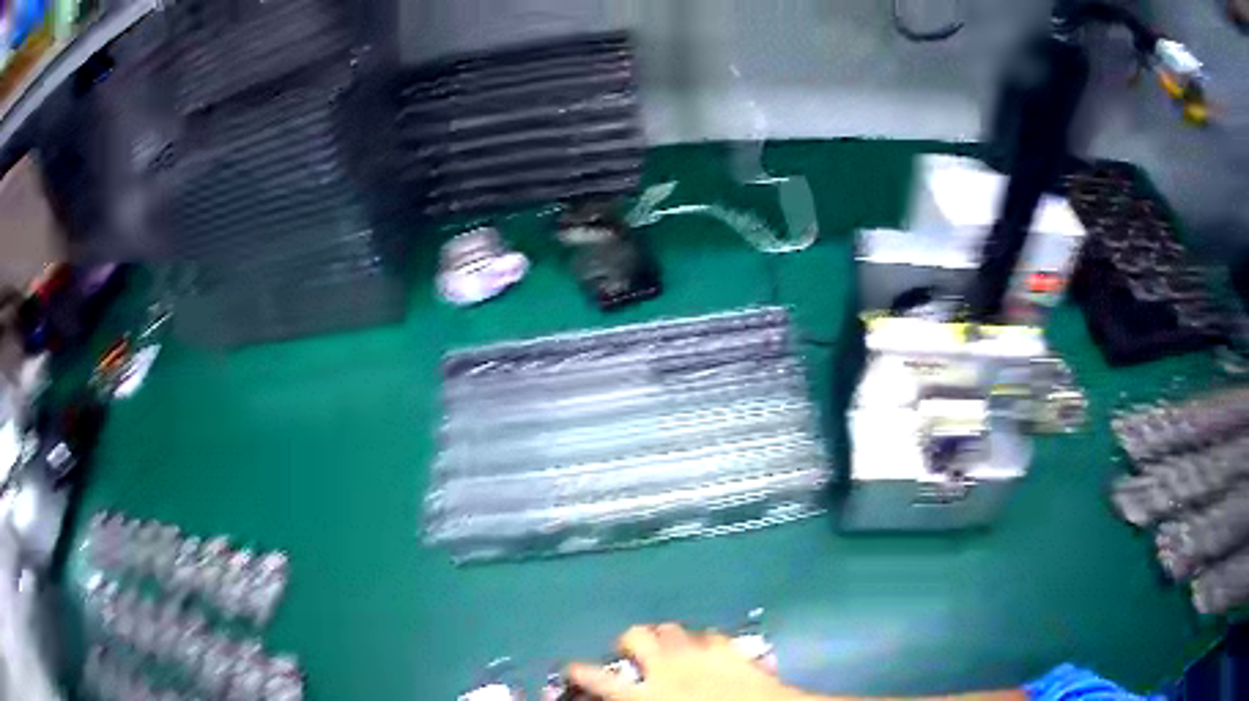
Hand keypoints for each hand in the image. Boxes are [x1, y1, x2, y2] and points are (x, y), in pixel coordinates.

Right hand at [565, 623, 808, 700]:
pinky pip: (710, 634)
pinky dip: (704, 641)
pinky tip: (708, 650)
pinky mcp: (731, 649)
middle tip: (631, 653)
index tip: (572, 668)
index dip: (579, 671)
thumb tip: (621, 698)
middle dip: (629, 641)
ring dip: (665, 637)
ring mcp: (700, 654)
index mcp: (644, 695)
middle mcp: (666, 668)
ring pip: (671, 628)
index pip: (597, 679)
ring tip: (668, 648)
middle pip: (636, 637)